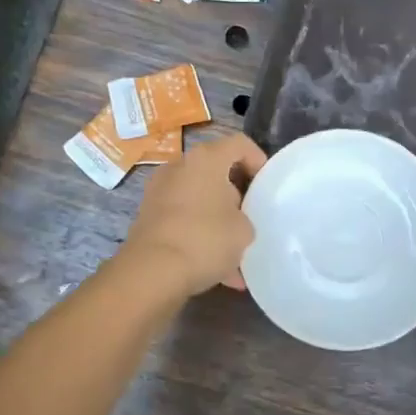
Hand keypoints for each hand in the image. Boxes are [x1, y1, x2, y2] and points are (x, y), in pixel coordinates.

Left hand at [117, 132, 266, 298]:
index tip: (267, 184)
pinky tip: (218, 271)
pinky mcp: (148, 217)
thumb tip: (233, 221)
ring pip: (199, 200)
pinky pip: (183, 221)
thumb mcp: (244, 230)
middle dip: (236, 193)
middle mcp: (179, 167)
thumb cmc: (205, 239)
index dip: (258, 159)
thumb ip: (245, 217)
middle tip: (251, 215)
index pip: (239, 143)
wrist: (152, 271)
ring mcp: (159, 192)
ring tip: (236, 252)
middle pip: (215, 171)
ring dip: (218, 219)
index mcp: (206, 160)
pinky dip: (200, 237)